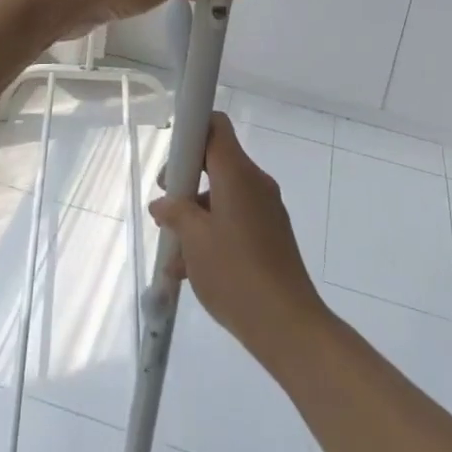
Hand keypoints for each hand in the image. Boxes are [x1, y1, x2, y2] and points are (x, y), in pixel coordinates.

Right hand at [149, 113, 325, 368]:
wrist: (287, 325)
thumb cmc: (235, 273)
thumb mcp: (194, 241)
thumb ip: (175, 213)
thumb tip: (163, 203)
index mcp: (238, 174)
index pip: (216, 127)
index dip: (191, 132)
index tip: (172, 160)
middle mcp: (255, 183)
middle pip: (217, 162)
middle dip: (186, 181)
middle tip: (165, 207)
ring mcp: (266, 210)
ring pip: (223, 196)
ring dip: (196, 215)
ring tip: (172, 253)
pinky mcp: (271, 235)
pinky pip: (236, 219)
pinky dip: (213, 232)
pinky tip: (191, 269)